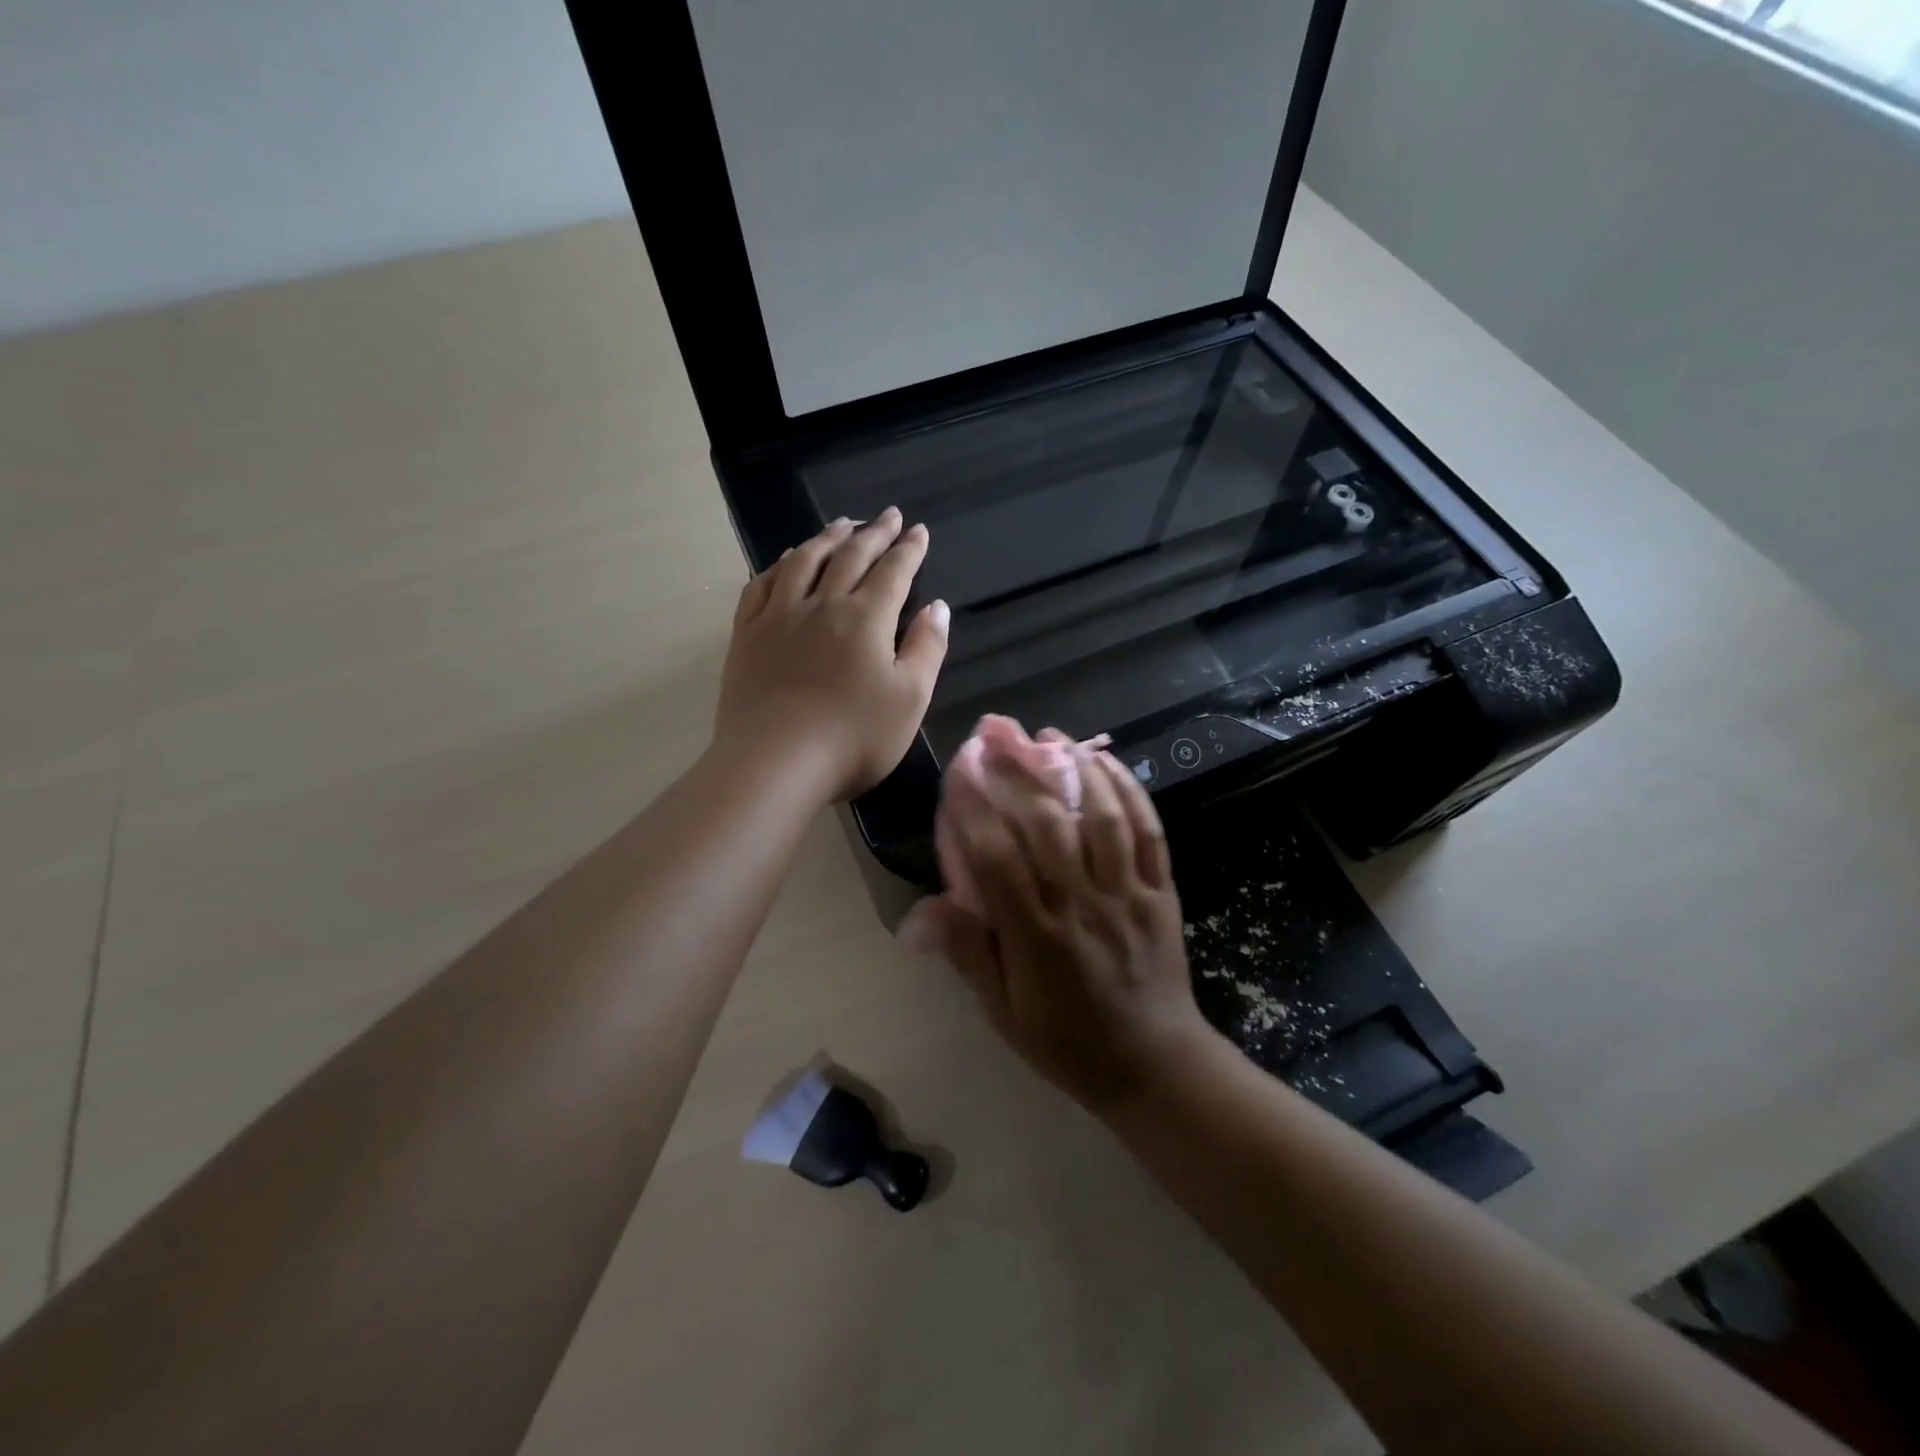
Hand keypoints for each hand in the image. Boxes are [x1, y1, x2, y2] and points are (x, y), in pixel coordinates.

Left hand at [715, 509, 948, 801]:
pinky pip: (761, 586)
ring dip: (827, 538)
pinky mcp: (747, 636)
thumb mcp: (910, 699)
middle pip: (850, 558)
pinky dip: (779, 565)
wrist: (775, 763)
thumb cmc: (854, 737)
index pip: (894, 572)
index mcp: (867, 619)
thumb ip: (927, 648)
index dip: (909, 549)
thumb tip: (937, 607)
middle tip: (887, 515)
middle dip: (873, 533)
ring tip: (841, 524)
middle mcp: (823, 605)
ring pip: (804, 562)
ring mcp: (779, 617)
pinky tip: (787, 560)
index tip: (918, 530)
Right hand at [903, 730, 1216, 1113]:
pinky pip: (1148, 832)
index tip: (957, 769)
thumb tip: (920, 912)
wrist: (1154, 1064)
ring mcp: (1128, 894)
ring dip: (1076, 769)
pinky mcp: (1161, 891)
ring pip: (1102, 819)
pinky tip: (1106, 762)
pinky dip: (1128, 791)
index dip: (975, 809)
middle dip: (1019, 773)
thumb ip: (967, 953)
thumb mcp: (1003, 1011)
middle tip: (997, 734)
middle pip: (1048, 826)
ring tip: (1051, 736)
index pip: (998, 859)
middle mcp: (1083, 905)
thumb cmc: (1066, 1040)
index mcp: (1037, 937)